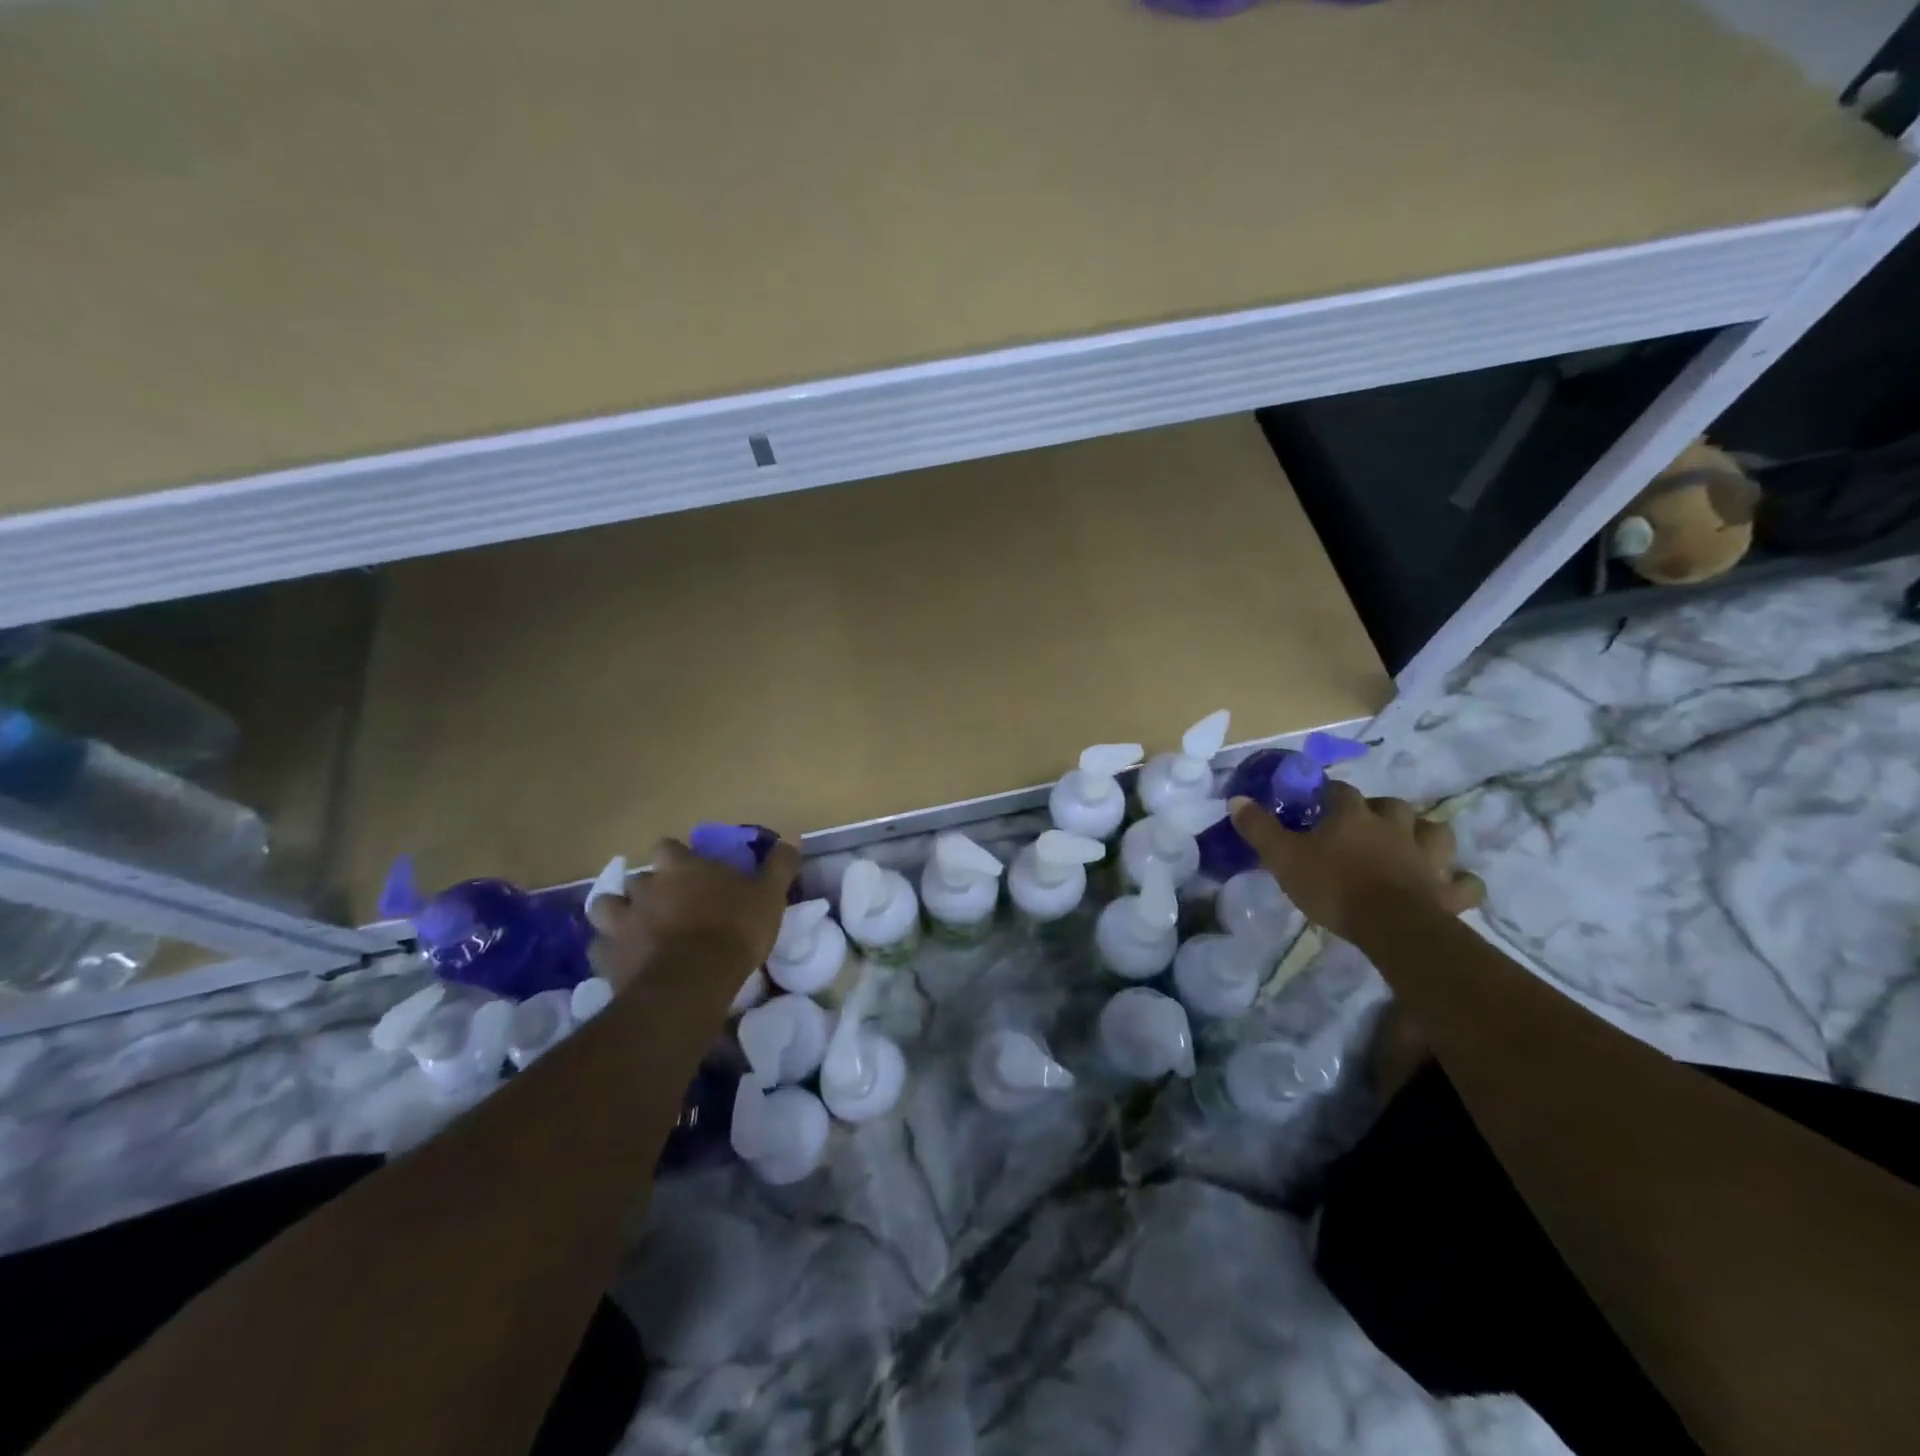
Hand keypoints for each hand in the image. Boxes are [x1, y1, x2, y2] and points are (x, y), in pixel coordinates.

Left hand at [584, 836, 799, 991]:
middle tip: (668, 904)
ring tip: (635, 926)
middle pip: (636, 877)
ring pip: (605, 906)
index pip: (667, 847)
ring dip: (618, 913)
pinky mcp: (607, 956)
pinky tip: (625, 959)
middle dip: (648, 888)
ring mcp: (621, 921)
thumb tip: (791, 839)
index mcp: (681, 867)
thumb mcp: (769, 895)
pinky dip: (611, 949)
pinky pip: (600, 946)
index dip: (676, 858)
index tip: (689, 871)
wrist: (693, 981)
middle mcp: (645, 886)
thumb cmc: (734, 929)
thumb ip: (778, 866)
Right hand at [1229, 785, 1483, 945]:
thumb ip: (1259, 828)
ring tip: (1413, 844)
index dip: (1327, 794)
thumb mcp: (1283, 857)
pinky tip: (1452, 884)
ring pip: (1436, 832)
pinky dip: (1461, 881)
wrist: (1391, 925)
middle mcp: (1393, 827)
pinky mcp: (1448, 890)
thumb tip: (1237, 799)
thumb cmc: (1333, 886)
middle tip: (1366, 825)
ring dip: (1426, 834)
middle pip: (1392, 806)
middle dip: (1381, 810)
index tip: (1316, 802)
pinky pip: (1465, 882)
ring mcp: (1426, 857)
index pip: (1339, 791)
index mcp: (1352, 816)